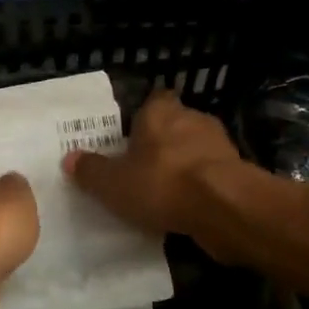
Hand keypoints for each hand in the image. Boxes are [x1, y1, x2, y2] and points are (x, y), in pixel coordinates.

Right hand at [63, 91, 243, 254]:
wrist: (224, 207)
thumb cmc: (162, 183)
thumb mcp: (113, 183)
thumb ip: (91, 170)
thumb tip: (70, 158)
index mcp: (160, 111)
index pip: (153, 101)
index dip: (143, 117)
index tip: (131, 136)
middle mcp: (192, 119)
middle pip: (175, 125)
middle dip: (162, 143)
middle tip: (142, 167)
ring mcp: (220, 144)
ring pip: (196, 150)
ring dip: (184, 166)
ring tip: (165, 192)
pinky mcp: (238, 171)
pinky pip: (212, 175)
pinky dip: (201, 187)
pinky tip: (188, 208)